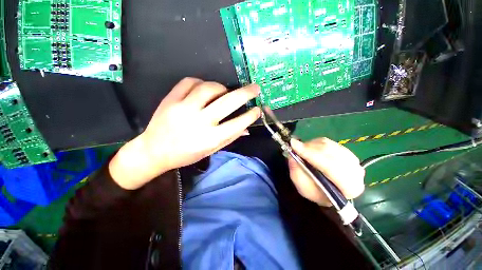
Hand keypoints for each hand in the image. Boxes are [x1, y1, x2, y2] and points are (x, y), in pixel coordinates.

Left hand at [109, 78, 260, 189]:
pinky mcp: (171, 99)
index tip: (258, 109)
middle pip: (227, 102)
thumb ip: (229, 138)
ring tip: (224, 91)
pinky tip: (203, 88)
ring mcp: (183, 108)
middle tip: (255, 88)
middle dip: (245, 93)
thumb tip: (247, 128)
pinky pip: (189, 82)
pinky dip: (200, 82)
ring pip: (209, 88)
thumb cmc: (186, 154)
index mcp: (210, 138)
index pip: (237, 124)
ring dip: (221, 87)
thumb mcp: (210, 150)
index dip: (250, 115)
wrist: (154, 151)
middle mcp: (199, 122)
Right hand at [288, 138, 364, 205]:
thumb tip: (292, 156)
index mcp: (350, 187)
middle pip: (330, 153)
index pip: (330, 167)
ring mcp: (353, 160)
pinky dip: (315, 143)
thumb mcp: (303, 188)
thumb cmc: (317, 193)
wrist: (330, 192)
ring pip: (328, 146)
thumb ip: (297, 173)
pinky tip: (309, 148)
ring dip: (311, 146)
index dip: (310, 154)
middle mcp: (356, 172)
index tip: (293, 145)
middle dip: (309, 148)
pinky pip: (329, 142)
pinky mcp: (347, 151)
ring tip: (300, 149)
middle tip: (294, 145)